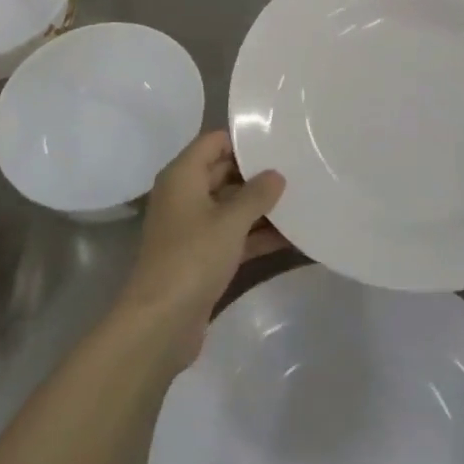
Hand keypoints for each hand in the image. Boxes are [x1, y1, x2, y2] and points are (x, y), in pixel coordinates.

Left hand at [116, 131, 285, 369]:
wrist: (160, 323)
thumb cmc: (192, 258)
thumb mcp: (230, 221)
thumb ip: (256, 194)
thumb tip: (276, 174)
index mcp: (182, 176)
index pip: (214, 141)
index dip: (244, 140)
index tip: (279, 141)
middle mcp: (185, 196)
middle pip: (224, 172)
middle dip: (258, 174)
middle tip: (299, 169)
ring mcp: (193, 228)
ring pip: (231, 206)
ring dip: (261, 207)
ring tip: (303, 200)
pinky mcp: (202, 256)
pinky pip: (233, 235)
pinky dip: (257, 235)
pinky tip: (292, 236)